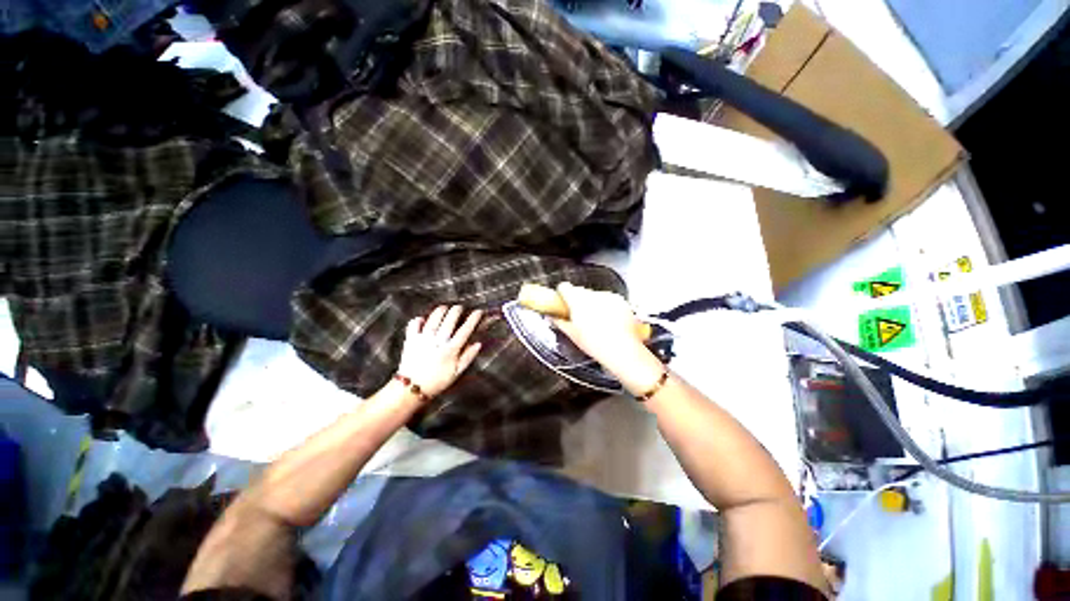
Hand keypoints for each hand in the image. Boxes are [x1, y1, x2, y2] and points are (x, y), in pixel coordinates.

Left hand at [398, 305, 482, 398]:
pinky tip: (423, 319)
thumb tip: (478, 344)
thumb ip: (468, 357)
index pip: (465, 330)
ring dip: (441, 311)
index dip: (473, 319)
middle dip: (457, 310)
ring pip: (434, 319)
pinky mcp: (411, 340)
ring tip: (445, 307)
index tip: (478, 311)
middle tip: (460, 307)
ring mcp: (423, 339)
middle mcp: (438, 341)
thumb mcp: (457, 373)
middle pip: (450, 320)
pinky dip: (418, 320)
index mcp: (451, 349)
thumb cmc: (437, 382)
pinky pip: (414, 325)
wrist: (412, 389)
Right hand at [552, 283, 654, 377]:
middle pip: (580, 291)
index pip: (564, 287)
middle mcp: (592, 295)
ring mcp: (607, 296)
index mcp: (577, 301)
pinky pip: (608, 299)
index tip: (562, 302)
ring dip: (593, 303)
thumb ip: (560, 322)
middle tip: (579, 317)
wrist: (622, 350)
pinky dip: (607, 306)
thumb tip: (553, 317)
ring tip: (596, 322)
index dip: (562, 294)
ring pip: (594, 295)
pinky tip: (608, 321)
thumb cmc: (595, 344)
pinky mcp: (620, 300)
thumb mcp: (572, 335)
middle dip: (578, 301)